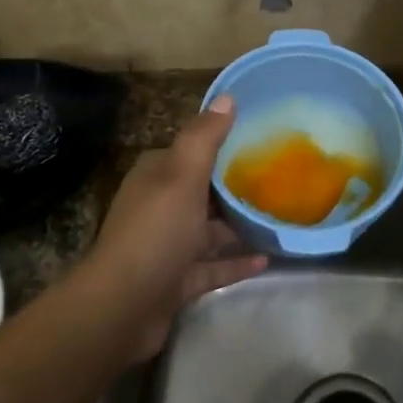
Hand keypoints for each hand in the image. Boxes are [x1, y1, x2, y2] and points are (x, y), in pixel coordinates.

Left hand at [79, 95, 267, 358]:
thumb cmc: (156, 232)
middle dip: (235, 187)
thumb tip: (227, 96)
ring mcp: (167, 246)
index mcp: (157, 176)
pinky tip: (267, 259)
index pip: (191, 152)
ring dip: (240, 226)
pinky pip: (212, 266)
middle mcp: (159, 206)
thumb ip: (205, 138)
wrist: (123, 306)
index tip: (261, 141)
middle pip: (203, 191)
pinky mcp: (176, 281)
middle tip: (280, 181)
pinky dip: (236, 262)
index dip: (222, 145)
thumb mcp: (183, 176)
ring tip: (280, 219)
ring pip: (209, 230)